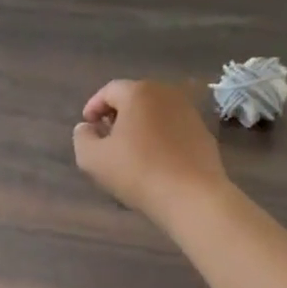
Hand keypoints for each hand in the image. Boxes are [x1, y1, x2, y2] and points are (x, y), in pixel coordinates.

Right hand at [73, 80, 229, 222]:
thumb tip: (87, 127)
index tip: (87, 127)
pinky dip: (160, 137)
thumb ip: (82, 137)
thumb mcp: (93, 158)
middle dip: (117, 114)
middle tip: (106, 137)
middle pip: (134, 97)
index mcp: (138, 92)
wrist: (193, 197)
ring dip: (139, 125)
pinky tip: (154, 159)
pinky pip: (173, 128)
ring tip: (129, 150)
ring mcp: (189, 112)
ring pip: (155, 112)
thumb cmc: (138, 172)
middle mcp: (166, 94)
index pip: (108, 91)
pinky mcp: (204, 132)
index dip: (93, 107)